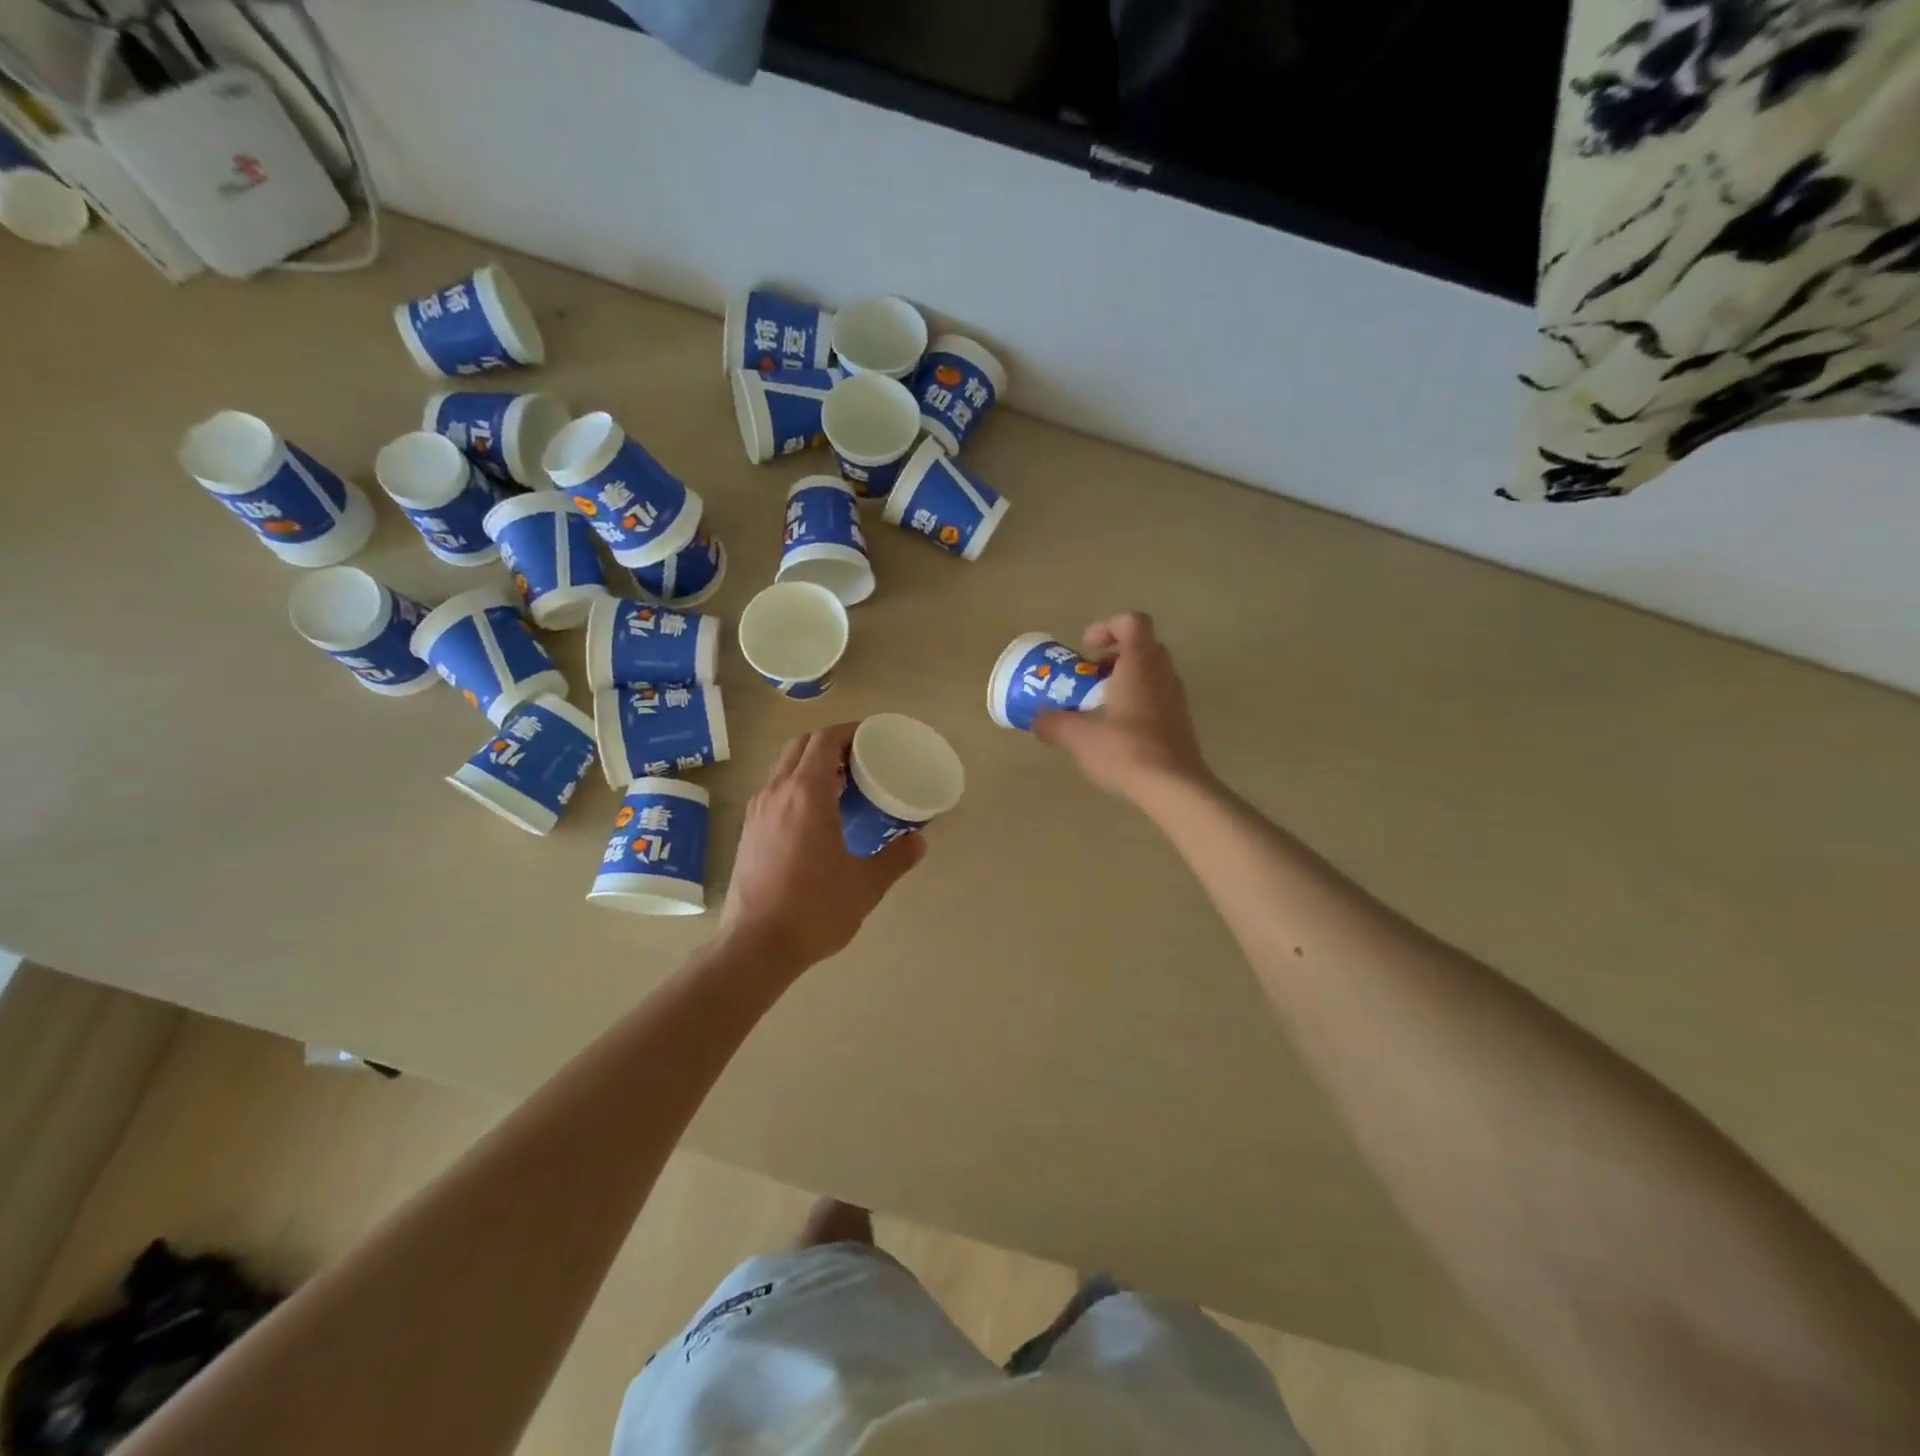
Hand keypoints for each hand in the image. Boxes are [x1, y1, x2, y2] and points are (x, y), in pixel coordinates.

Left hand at [719, 723, 926, 972]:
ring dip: (812, 763)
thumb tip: (919, 841)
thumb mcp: (866, 884)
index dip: (850, 731)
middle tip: (861, 757)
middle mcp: (778, 792)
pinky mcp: (748, 830)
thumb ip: (896, 858)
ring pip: (784, 766)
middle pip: (802, 745)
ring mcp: (758, 811)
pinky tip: (817, 814)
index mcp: (807, 794)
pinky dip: (797, 784)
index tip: (873, 738)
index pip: (825, 740)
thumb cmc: (815, 909)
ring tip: (843, 783)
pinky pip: (775, 789)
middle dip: (831, 742)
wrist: (756, 946)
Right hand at [1032, 612, 1210, 802]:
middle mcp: (1162, 673)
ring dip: (1125, 680)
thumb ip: (1054, 723)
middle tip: (1090, 677)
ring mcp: (1176, 697)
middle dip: (1113, 656)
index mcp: (1140, 664)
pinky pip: (1158, 697)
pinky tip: (1118, 731)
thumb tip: (1037, 719)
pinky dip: (1137, 702)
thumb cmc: (1126, 750)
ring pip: (1152, 672)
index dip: (1107, 627)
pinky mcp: (1181, 721)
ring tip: (1100, 707)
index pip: (1132, 621)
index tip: (1086, 650)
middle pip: (1142, 646)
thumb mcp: (1079, 737)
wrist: (1174, 787)